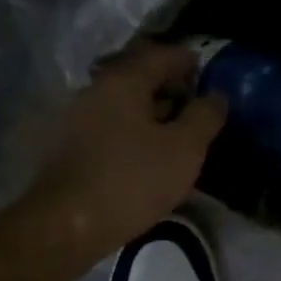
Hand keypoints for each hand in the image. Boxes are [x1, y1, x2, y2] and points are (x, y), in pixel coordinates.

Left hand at [24, 42, 226, 260]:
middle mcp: (96, 88)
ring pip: (124, 102)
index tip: (210, 75)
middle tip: (198, 106)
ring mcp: (78, 116)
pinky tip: (147, 152)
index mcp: (124, 80)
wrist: (65, 225)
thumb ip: (205, 116)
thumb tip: (216, 96)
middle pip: (140, 76)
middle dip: (171, 86)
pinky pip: (111, 124)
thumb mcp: (184, 149)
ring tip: (177, 132)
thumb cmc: (131, 180)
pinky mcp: (69, 144)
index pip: (163, 55)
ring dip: (152, 111)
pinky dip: (133, 129)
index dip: (190, 62)